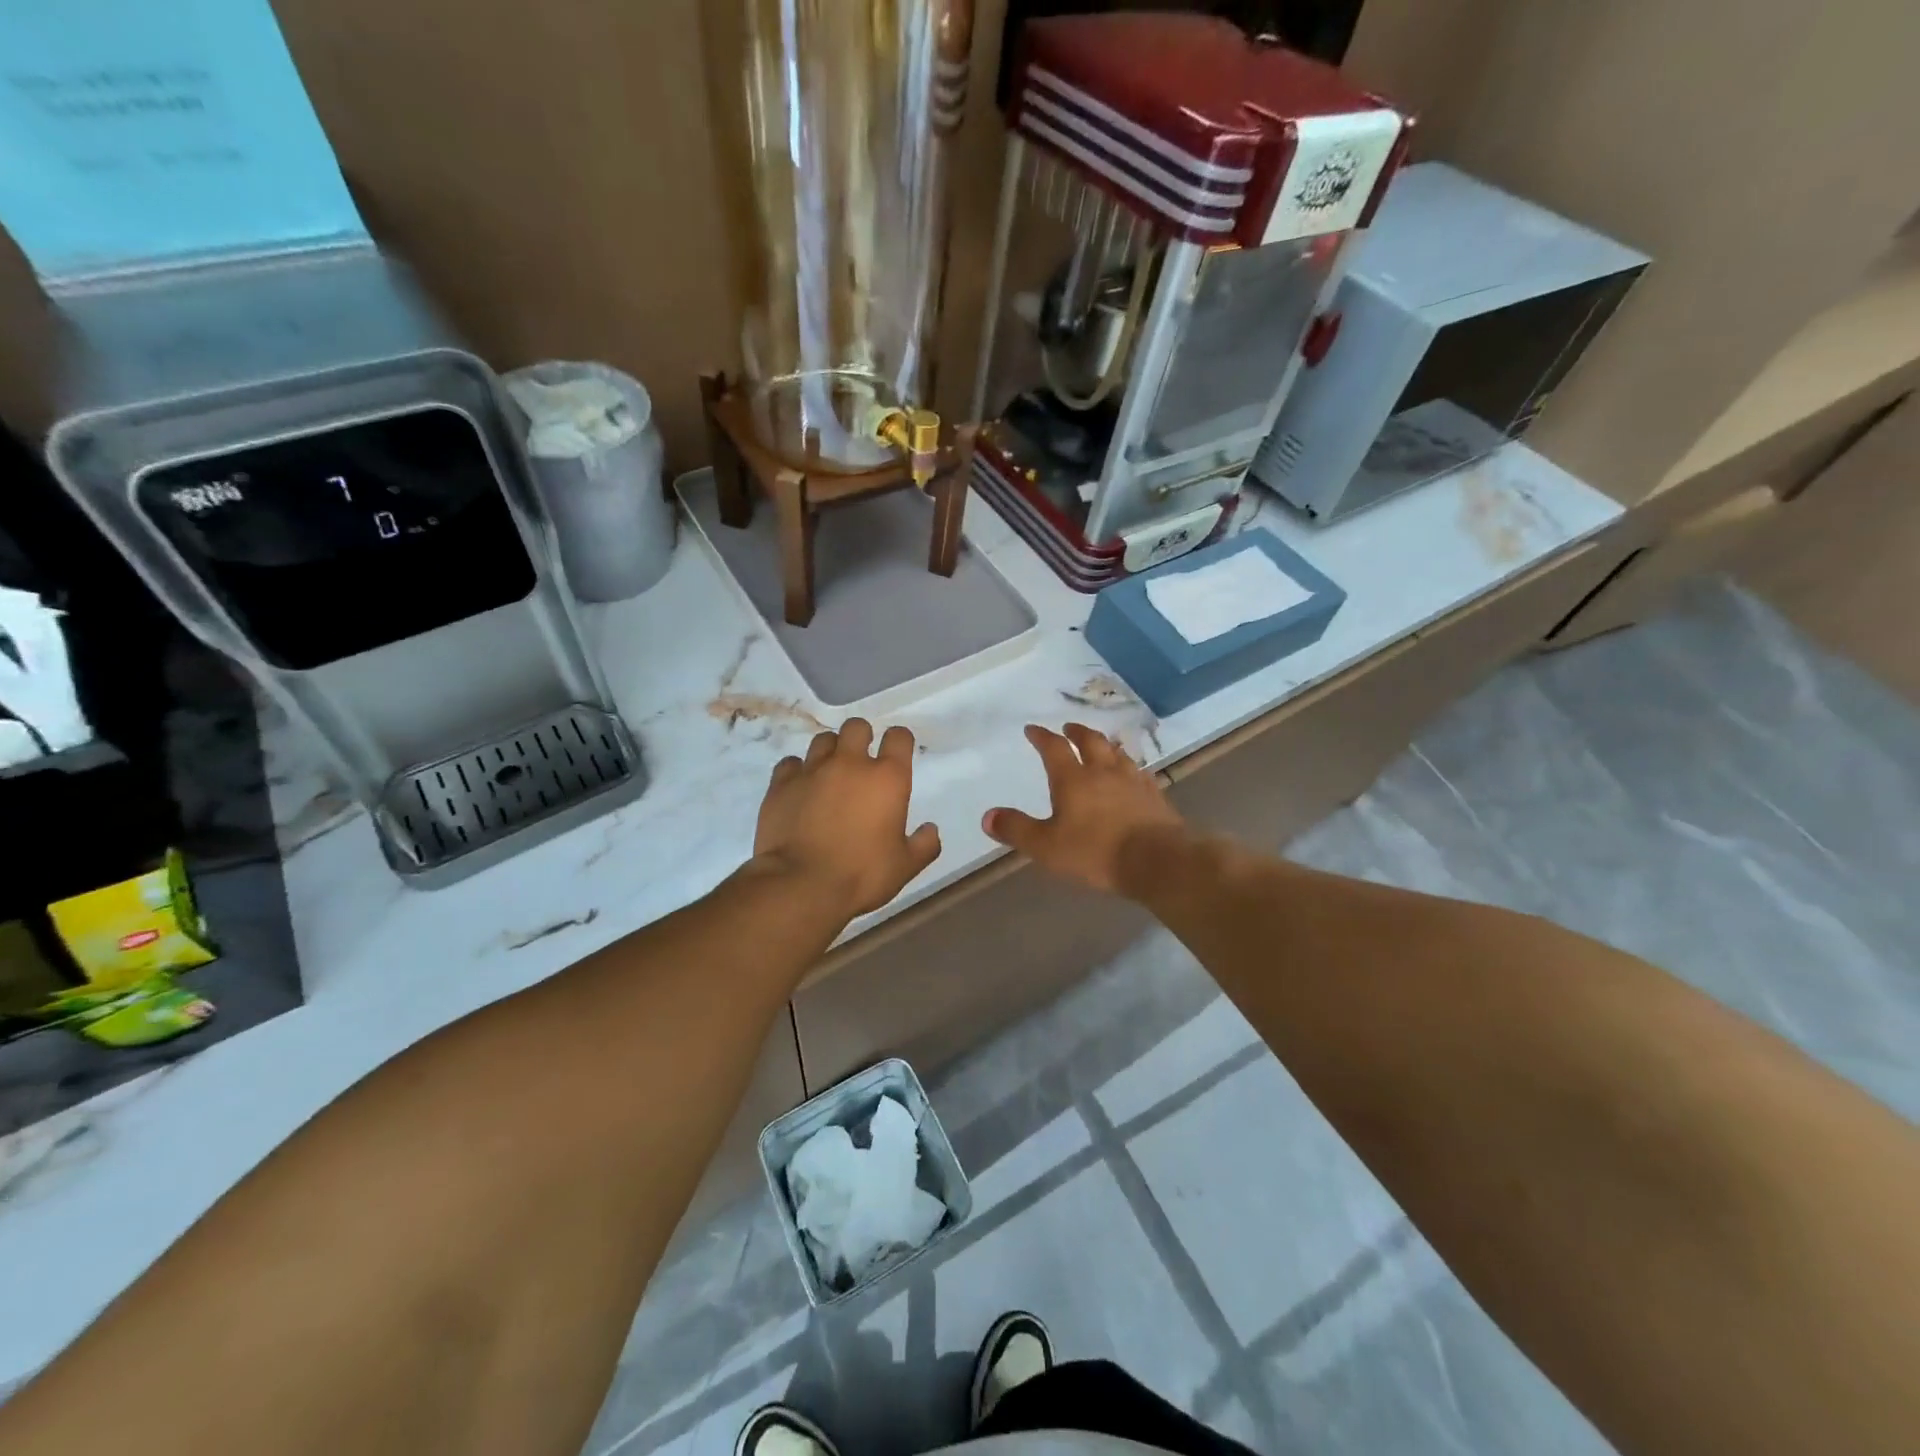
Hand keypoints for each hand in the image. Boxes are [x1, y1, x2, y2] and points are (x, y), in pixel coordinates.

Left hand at [754, 719, 942, 916]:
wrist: (801, 885)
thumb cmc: (861, 875)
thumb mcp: (905, 867)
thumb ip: (924, 845)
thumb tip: (931, 830)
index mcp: (887, 778)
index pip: (899, 737)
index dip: (899, 741)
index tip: (897, 754)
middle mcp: (850, 764)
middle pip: (857, 727)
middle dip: (861, 738)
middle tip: (861, 761)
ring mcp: (812, 770)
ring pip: (822, 739)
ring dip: (830, 751)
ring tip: (830, 774)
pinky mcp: (781, 784)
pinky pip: (790, 763)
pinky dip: (797, 771)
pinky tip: (799, 788)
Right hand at [982, 723, 1186, 893]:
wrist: (1157, 860)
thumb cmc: (1095, 852)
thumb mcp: (1046, 846)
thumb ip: (1016, 830)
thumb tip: (988, 816)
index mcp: (1073, 779)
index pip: (1053, 748)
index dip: (1041, 736)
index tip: (1032, 729)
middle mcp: (1103, 772)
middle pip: (1090, 742)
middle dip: (1077, 732)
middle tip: (1069, 728)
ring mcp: (1133, 781)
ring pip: (1117, 754)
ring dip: (1105, 745)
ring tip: (1101, 745)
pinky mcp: (1154, 796)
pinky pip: (1139, 773)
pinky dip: (1130, 768)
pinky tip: (1133, 774)